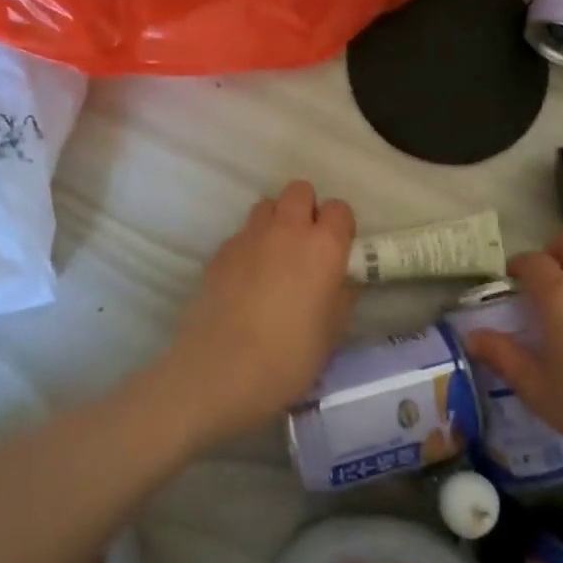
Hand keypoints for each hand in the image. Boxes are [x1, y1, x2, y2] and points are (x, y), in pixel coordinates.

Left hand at [158, 180, 356, 442]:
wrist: (220, 371)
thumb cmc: (289, 357)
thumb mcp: (332, 333)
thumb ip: (341, 296)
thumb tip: (342, 281)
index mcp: (323, 246)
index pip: (339, 208)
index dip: (340, 226)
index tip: (338, 250)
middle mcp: (287, 229)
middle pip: (299, 190)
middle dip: (306, 209)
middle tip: (306, 245)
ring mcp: (248, 237)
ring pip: (266, 205)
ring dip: (276, 221)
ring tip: (275, 257)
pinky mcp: (219, 252)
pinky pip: (241, 234)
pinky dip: (249, 246)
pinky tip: (246, 280)